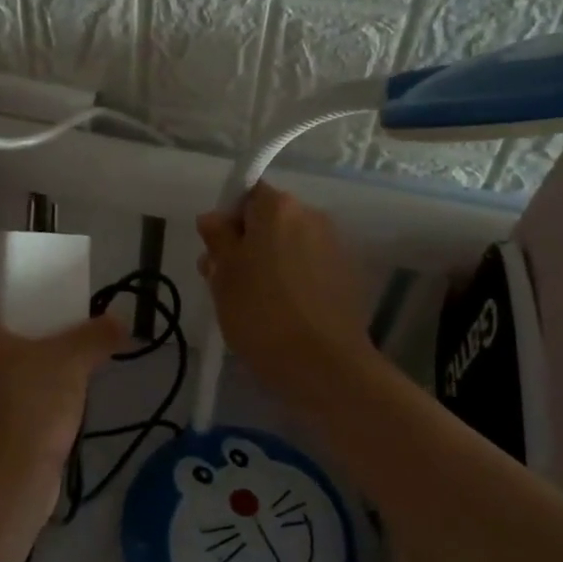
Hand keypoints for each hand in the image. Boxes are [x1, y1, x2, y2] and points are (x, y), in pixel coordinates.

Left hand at [0, 266, 124, 492]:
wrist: (4, 482)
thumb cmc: (28, 404)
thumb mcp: (70, 361)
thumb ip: (97, 335)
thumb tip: (122, 322)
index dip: (8, 271)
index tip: (38, 274)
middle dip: (17, 309)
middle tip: (53, 308)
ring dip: (16, 345)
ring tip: (54, 345)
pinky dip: (12, 376)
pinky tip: (44, 384)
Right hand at [197, 184, 377, 400]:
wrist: (324, 366)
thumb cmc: (261, 314)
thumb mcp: (224, 276)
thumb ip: (217, 239)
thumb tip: (214, 218)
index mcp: (279, 208)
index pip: (247, 195)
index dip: (228, 220)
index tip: (218, 252)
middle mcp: (312, 216)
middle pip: (271, 220)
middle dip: (248, 243)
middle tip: (229, 282)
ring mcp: (334, 246)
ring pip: (290, 245)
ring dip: (271, 263)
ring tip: (255, 303)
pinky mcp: (348, 277)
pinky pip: (310, 267)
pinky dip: (295, 281)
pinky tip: (284, 313)